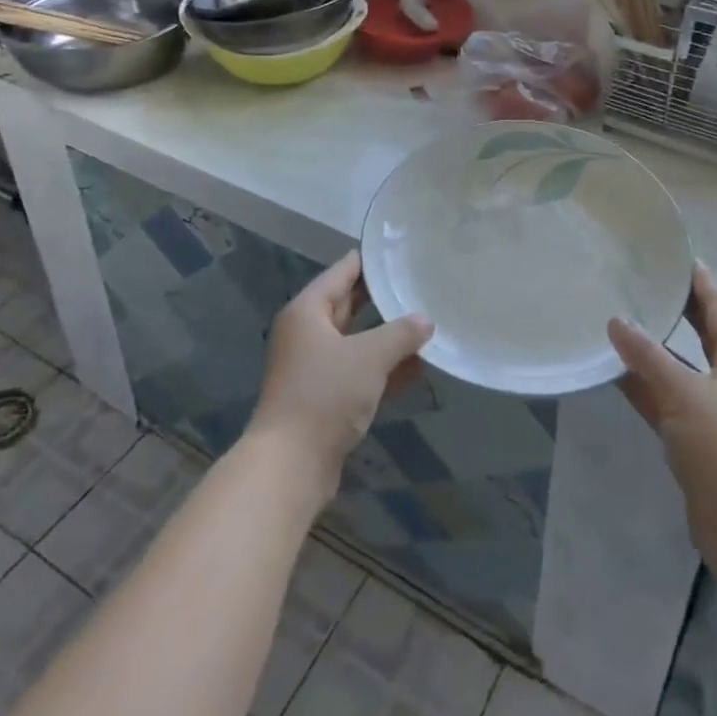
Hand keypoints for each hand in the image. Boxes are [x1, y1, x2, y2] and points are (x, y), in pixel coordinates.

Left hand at [246, 251, 433, 497]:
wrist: (290, 465)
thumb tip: (425, 320)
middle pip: (348, 304)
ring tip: (426, 322)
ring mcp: (314, 366)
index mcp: (308, 311)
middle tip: (418, 282)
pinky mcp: (323, 396)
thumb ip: (401, 333)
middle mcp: (307, 333)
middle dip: (383, 297)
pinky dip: (382, 367)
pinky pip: (358, 370)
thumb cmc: (325, 395)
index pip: (343, 272)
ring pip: (356, 340)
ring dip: (387, 336)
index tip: (401, 250)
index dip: (371, 261)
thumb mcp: (370, 357)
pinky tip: (416, 367)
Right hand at [608, 264, 716, 541]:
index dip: (701, 282)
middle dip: (680, 309)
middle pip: (704, 333)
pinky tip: (616, 373)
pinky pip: (669, 398)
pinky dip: (646, 384)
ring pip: (682, 366)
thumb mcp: (682, 393)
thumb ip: (646, 356)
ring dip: (656, 348)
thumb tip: (615, 320)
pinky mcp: (700, 438)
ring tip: (624, 319)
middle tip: (648, 281)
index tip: (680, 256)